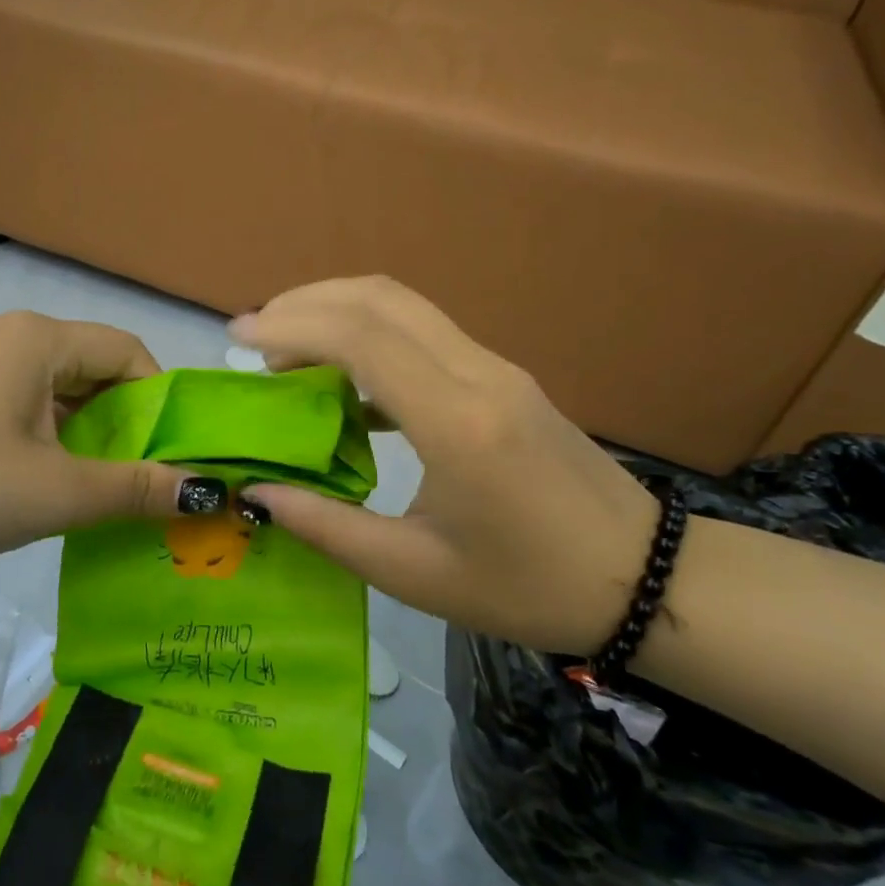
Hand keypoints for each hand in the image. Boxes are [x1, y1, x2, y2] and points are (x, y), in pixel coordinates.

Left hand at [0, 311, 195, 563]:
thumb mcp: (55, 493)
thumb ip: (134, 489)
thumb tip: (204, 490)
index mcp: (39, 338)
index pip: (128, 352)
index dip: (159, 401)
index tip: (167, 456)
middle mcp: (11, 334)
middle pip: (94, 368)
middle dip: (124, 423)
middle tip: (138, 479)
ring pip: (59, 387)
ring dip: (86, 432)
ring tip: (95, 486)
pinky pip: (24, 400)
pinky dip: (49, 433)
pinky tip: (45, 478)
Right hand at [230, 278, 659, 655]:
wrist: (644, 580)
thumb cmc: (527, 587)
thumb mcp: (414, 574)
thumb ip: (326, 528)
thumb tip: (257, 493)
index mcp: (458, 422)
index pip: (362, 338)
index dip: (292, 326)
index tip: (240, 339)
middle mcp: (479, 374)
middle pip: (381, 298)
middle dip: (306, 302)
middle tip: (254, 333)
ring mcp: (497, 368)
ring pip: (404, 305)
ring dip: (338, 310)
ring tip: (286, 348)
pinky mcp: (503, 376)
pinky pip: (424, 332)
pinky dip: (370, 335)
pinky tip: (344, 382)